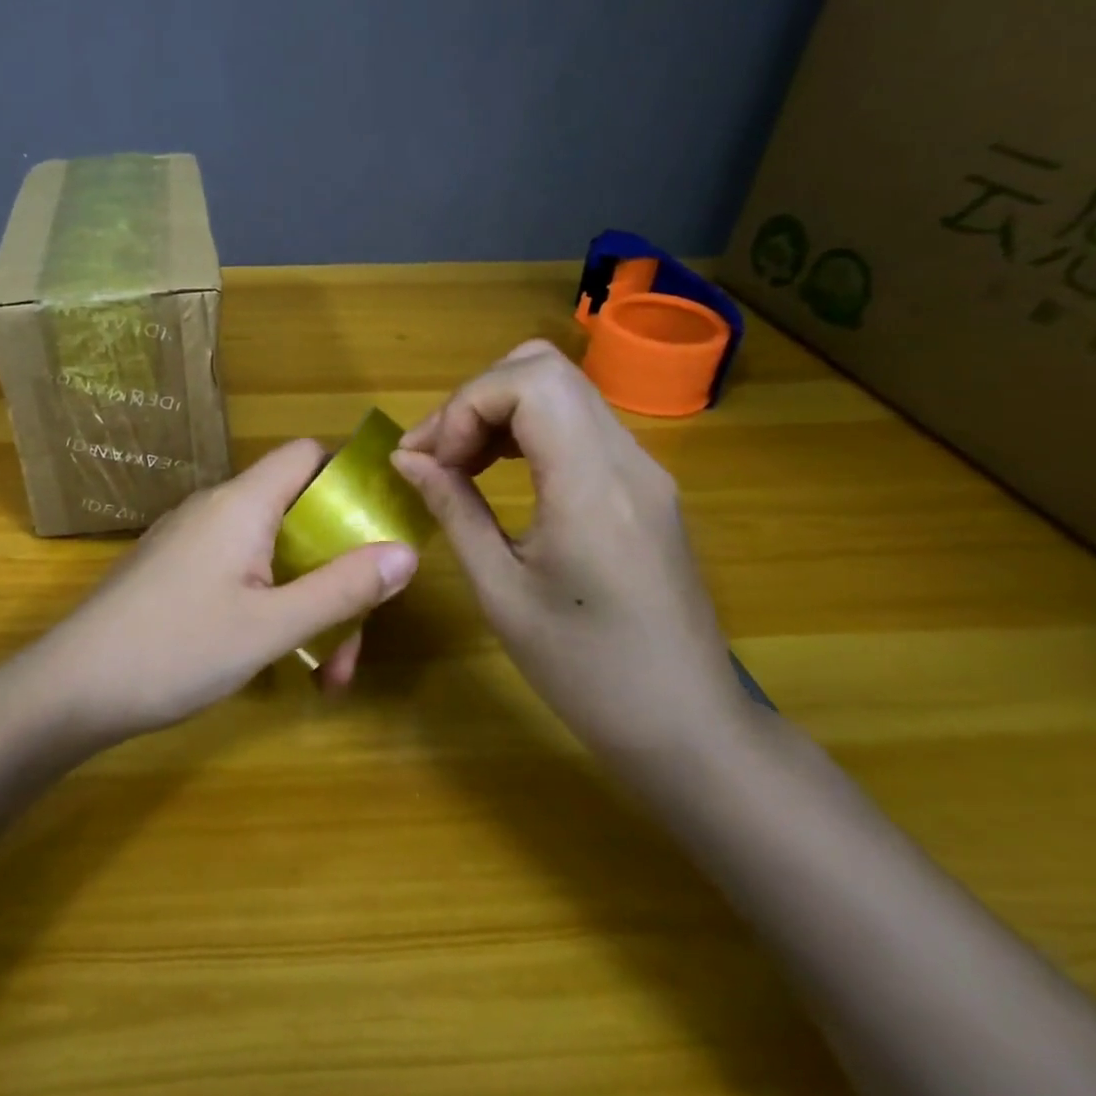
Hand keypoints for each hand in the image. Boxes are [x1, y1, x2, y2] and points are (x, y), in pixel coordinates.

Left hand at [32, 439, 419, 744]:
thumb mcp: (272, 626)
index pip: (307, 455)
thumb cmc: (176, 649)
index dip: (351, 478)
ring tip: (323, 673)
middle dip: (336, 573)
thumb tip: (406, 552)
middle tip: (353, 644)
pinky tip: (276, 658)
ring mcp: (191, 540)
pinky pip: (240, 571)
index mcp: (242, 503)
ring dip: (307, 602)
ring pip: (272, 553)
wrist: (71, 687)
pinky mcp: (175, 570)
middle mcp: (216, 508)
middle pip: (298, 515)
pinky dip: (270, 605)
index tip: (384, 527)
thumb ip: (341, 589)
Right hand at [390, 340, 749, 773]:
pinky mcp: (644, 486)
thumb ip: (453, 510)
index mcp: (593, 486)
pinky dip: (526, 431)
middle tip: (437, 455)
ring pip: (561, 389)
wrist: (688, 726)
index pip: (528, 382)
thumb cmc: (586, 672)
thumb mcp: (501, 593)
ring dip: (498, 411)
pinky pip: (577, 425)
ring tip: (457, 464)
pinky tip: (498, 473)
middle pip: (544, 369)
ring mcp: (643, 469)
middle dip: (475, 399)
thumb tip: (407, 459)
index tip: (429, 460)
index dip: (464, 406)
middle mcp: (627, 459)